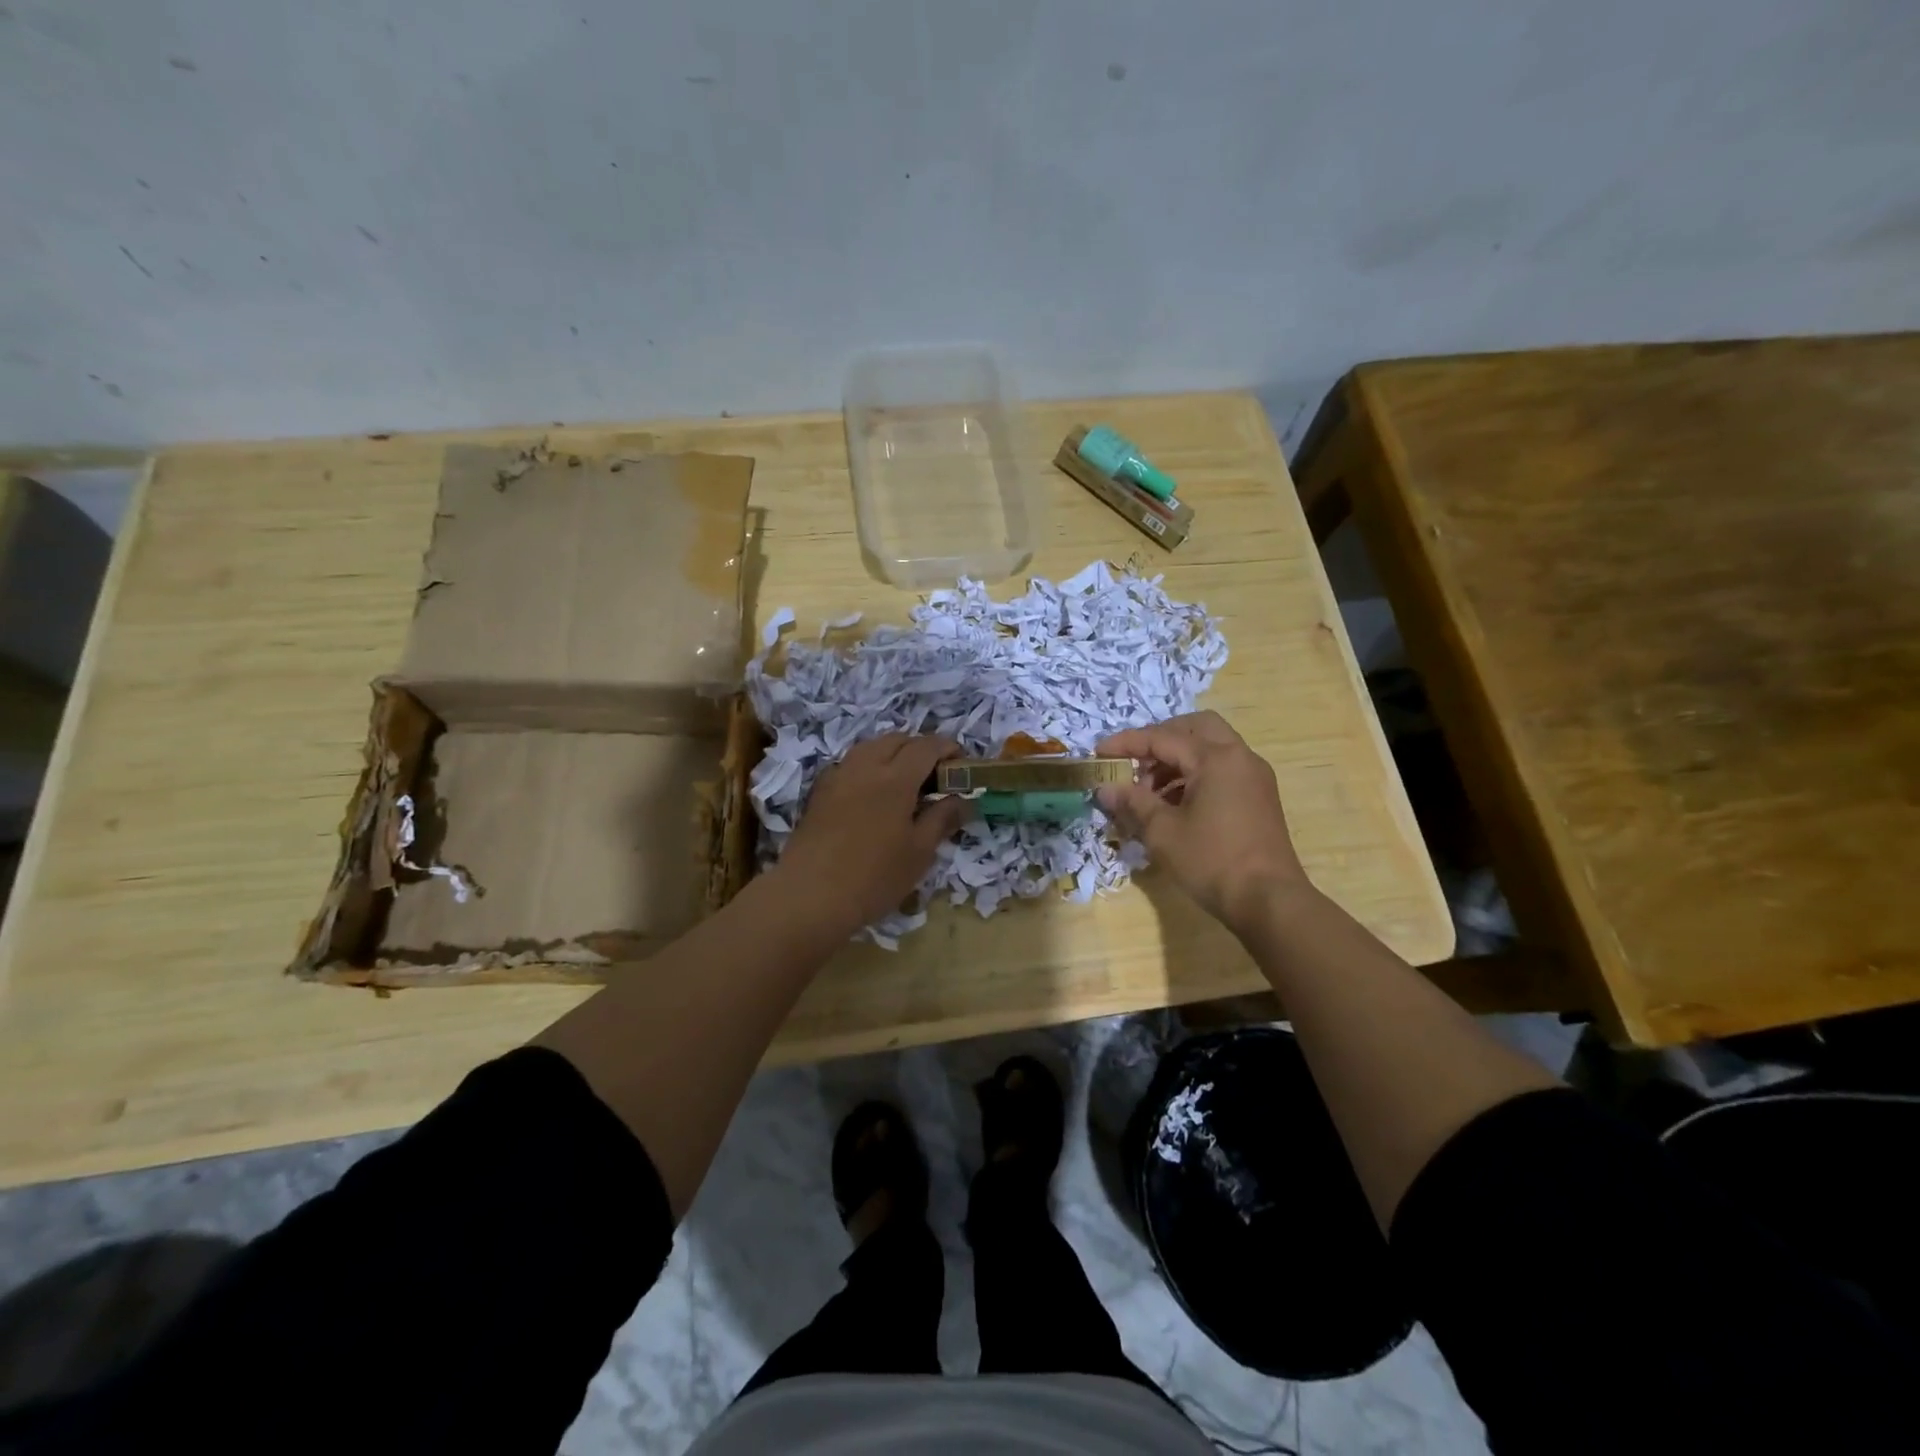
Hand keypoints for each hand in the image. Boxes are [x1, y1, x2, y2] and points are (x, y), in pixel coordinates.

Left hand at [774, 734, 974, 935]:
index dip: (947, 747)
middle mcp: (865, 767)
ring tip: (905, 781)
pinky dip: (869, 766)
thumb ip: (942, 819)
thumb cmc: (874, 877)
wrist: (810, 895)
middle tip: (934, 774)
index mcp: (895, 778)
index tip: (960, 762)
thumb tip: (963, 800)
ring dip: (892, 753)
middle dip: (920, 747)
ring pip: (870, 747)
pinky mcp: (820, 792)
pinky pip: (850, 764)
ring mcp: (838, 777)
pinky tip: (872, 793)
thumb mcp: (919, 852)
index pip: (926, 746)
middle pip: (896, 740)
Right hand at [1096, 711, 1307, 933]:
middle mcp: (1239, 757)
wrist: (1269, 900)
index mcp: (1215, 758)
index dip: (1127, 743)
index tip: (1099, 752)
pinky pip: (1222, 768)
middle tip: (1134, 762)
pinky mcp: (1259, 796)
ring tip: (1149, 791)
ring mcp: (1254, 776)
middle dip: (1160, 739)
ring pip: (1210, 747)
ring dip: (1177, 759)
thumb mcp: (1163, 832)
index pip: (1162, 738)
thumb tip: (1105, 788)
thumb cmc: (1212, 861)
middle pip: (1194, 728)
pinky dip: (1196, 774)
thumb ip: (1133, 802)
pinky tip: (1175, 804)